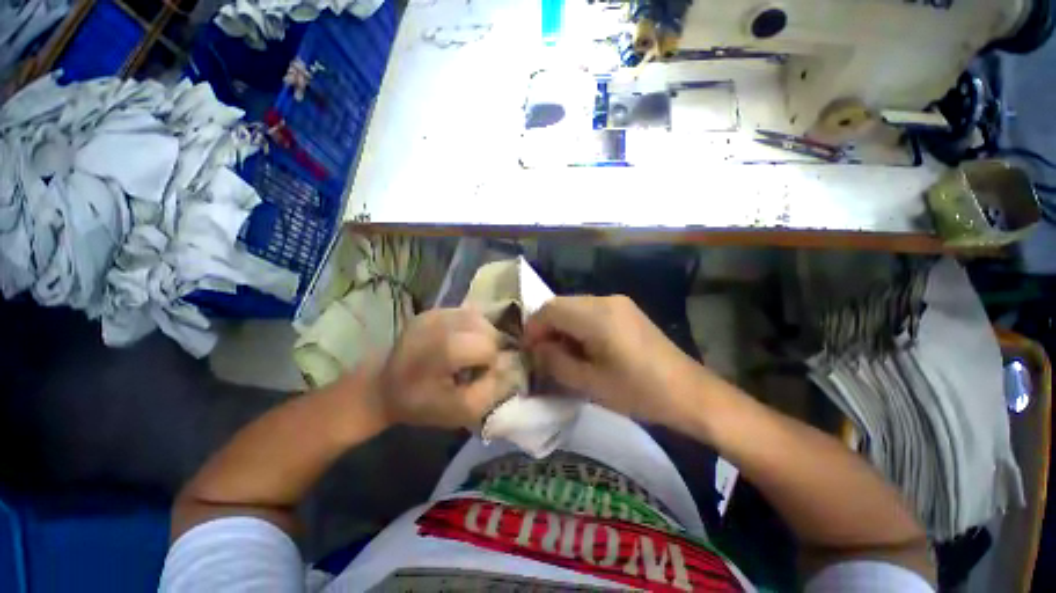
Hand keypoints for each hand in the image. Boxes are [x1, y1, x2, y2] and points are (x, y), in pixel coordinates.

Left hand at [375, 307, 517, 429]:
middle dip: (490, 347)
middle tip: (476, 364)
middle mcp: (441, 322)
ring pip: (480, 317)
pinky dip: (473, 327)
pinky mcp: (433, 309)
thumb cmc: (420, 403)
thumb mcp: (459, 411)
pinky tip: (462, 340)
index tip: (477, 376)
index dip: (490, 363)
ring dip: (484, 335)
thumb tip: (509, 365)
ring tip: (471, 351)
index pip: (490, 347)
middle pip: (488, 328)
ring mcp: (436, 312)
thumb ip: (491, 390)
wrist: (382, 385)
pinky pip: (467, 313)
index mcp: (444, 348)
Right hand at [524, 295, 699, 424]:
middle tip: (543, 355)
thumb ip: (555, 362)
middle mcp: (605, 300)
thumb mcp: (589, 383)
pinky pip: (590, 310)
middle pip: (560, 304)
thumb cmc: (638, 392)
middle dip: (546, 327)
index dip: (533, 328)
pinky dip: (577, 325)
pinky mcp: (626, 309)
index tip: (528, 352)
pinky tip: (583, 347)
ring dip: (561, 326)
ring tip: (562, 353)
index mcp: (596, 315)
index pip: (549, 309)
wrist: (689, 392)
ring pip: (574, 306)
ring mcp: (618, 302)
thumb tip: (537, 349)